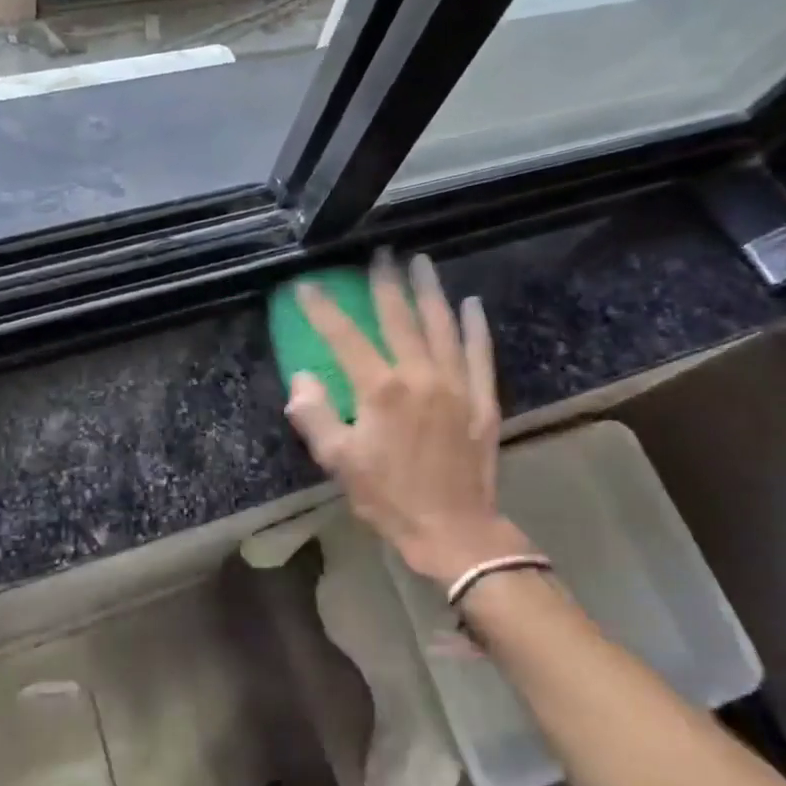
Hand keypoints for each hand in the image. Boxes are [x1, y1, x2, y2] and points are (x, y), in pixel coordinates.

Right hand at [285, 253, 533, 587]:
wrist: (454, 532)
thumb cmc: (389, 498)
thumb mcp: (339, 462)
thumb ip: (315, 415)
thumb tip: (301, 378)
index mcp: (381, 390)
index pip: (345, 337)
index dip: (322, 309)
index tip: (307, 287)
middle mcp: (421, 376)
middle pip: (399, 318)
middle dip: (385, 283)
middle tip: (380, 254)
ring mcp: (457, 384)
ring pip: (442, 325)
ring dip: (429, 291)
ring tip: (421, 262)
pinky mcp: (483, 399)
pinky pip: (480, 353)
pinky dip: (475, 326)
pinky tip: (471, 304)